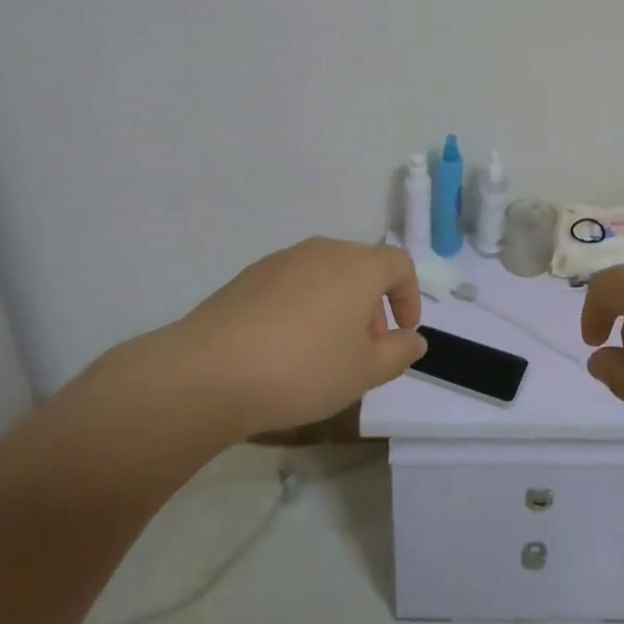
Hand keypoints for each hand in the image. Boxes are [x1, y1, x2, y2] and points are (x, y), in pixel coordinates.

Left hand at [165, 237, 425, 440]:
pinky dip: (304, 305)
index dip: (408, 295)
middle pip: (362, 266)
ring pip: (326, 274)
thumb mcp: (363, 372)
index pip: (399, 264)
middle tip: (365, 348)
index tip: (402, 332)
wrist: (210, 370)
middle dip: (372, 304)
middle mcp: (324, 251)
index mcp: (358, 266)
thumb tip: (413, 339)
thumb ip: (398, 353)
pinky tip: (285, 346)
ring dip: (338, 304)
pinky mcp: (250, 275)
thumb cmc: (303, 369)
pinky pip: (293, 283)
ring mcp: (283, 259)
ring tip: (324, 350)